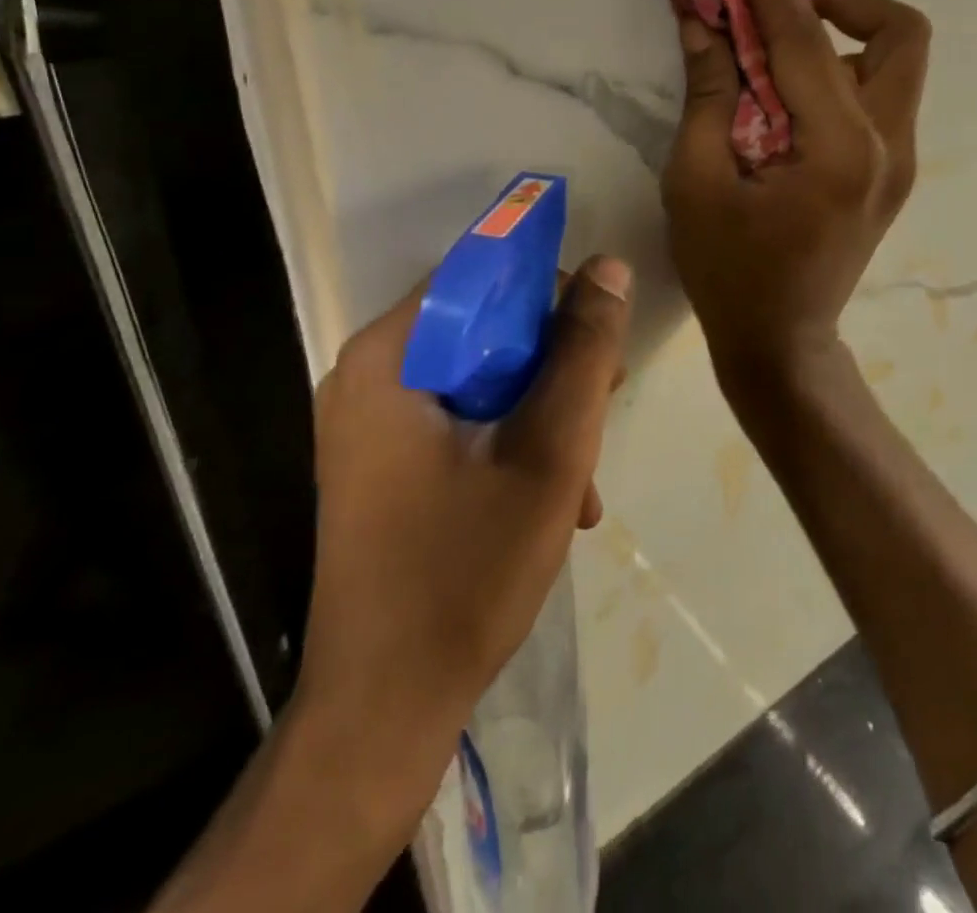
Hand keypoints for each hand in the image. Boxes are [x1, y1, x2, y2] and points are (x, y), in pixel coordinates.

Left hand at [294, 256, 632, 811]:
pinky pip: (460, 419)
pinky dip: (511, 440)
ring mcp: (371, 422)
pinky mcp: (383, 461)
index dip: (547, 289)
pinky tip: (557, 495)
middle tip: (605, 400)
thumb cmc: (464, 573)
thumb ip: (583, 353)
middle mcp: (368, 375)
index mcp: (388, 357)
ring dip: (542, 408)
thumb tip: (609, 267)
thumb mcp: (549, 451)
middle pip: (480, 328)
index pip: (477, 276)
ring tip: (586, 470)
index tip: (599, 328)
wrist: (384, 709)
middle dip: (552, 361)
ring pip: (478, 377)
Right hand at [661, 0, 929, 396]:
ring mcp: (901, 162)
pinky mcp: (891, 173)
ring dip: (844, 29)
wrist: (782, 343)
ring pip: (896, 62)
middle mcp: (891, 148)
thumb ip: (708, 94)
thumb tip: (703, 19)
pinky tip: (791, 82)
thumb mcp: (696, 183)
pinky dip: (842, 68)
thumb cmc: (729, 273)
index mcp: (841, 153)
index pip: (808, 44)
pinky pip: (879, 95)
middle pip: (899, 34)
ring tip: (779, 30)